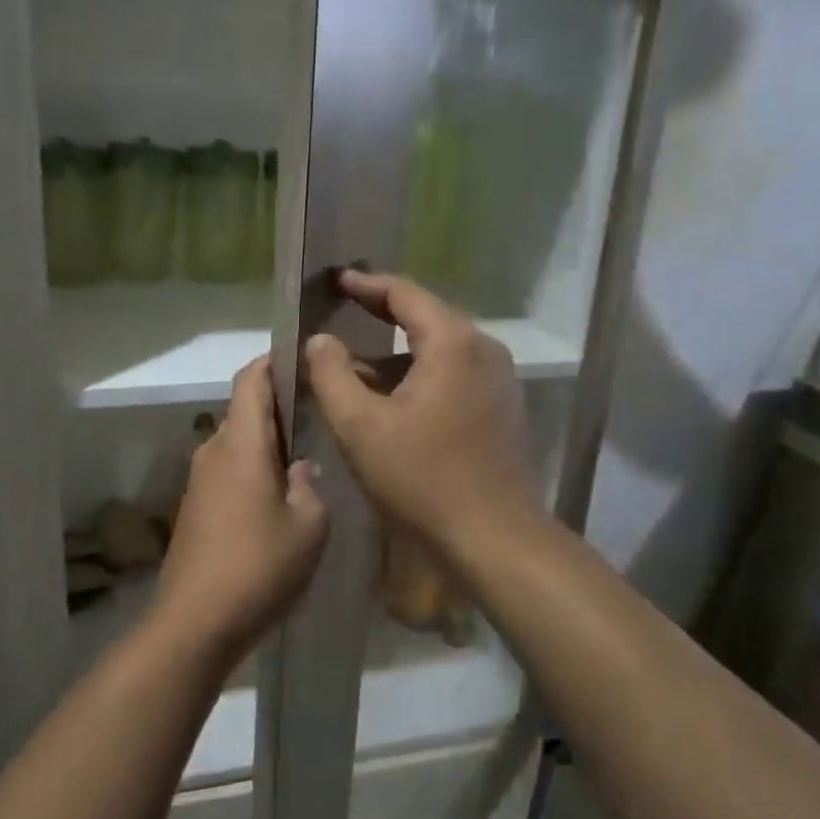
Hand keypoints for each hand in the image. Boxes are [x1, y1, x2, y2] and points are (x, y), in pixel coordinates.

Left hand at [156, 357, 329, 658]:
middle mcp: (213, 452)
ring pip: (238, 444)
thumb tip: (299, 469)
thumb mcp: (309, 526)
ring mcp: (199, 481)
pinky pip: (228, 471)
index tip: (305, 360)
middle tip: (321, 415)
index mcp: (240, 444)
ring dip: (268, 443)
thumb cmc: (258, 566)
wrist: (195, 623)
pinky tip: (280, 497)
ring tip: (308, 457)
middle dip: (280, 406)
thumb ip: (309, 487)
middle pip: (245, 411)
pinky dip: (254, 469)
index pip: (251, 379)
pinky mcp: (195, 509)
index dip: (274, 361)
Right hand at [303, 270, 538, 547]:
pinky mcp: (499, 407)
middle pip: (425, 317)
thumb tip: (320, 340)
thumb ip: (331, 374)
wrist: (493, 537)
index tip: (333, 280)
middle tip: (340, 309)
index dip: (364, 284)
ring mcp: (498, 379)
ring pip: (438, 350)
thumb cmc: (422, 477)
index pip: (404, 293)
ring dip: (395, 353)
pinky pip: (452, 374)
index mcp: (453, 342)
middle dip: (379, 314)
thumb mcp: (360, 425)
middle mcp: (483, 349)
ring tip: (353, 361)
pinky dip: (417, 375)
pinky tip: (388, 398)